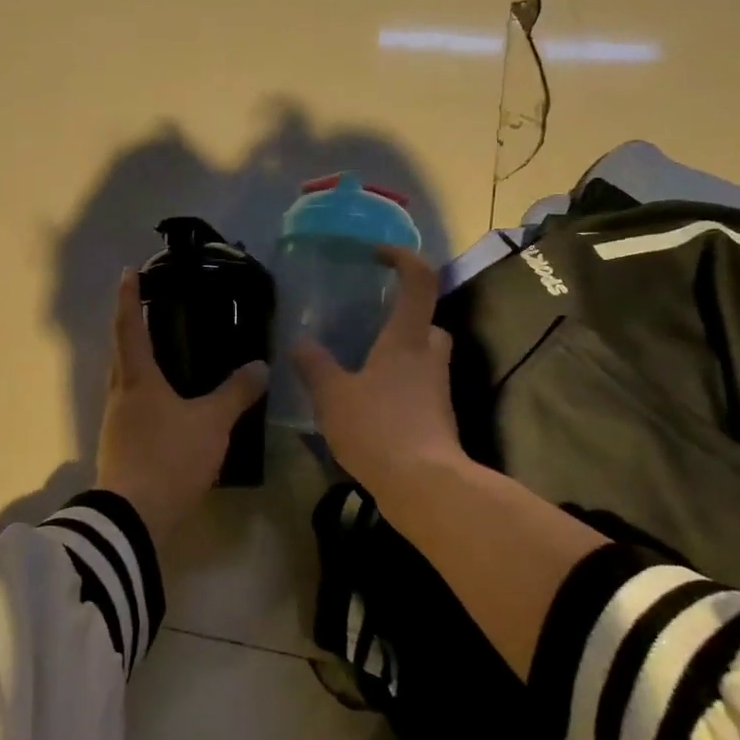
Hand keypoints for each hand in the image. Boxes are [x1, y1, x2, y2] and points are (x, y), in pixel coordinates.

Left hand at [96, 269, 268, 546]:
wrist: (134, 518)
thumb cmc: (170, 457)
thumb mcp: (211, 423)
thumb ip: (236, 393)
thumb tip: (260, 366)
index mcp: (137, 379)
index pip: (130, 327)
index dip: (130, 298)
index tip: (128, 272)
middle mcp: (120, 394)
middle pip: (122, 353)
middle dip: (132, 328)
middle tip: (151, 310)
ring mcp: (116, 423)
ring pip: (126, 382)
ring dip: (138, 363)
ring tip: (163, 356)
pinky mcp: (120, 447)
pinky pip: (133, 407)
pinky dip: (147, 395)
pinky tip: (167, 406)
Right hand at [291, 245, 468, 502]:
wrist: (424, 485)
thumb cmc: (378, 428)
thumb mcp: (332, 395)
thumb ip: (314, 365)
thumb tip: (300, 342)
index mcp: (406, 338)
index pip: (419, 280)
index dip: (402, 258)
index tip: (377, 254)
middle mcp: (429, 355)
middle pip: (426, 322)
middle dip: (402, 318)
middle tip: (368, 326)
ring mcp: (438, 388)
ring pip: (423, 356)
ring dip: (399, 355)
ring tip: (360, 368)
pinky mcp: (438, 417)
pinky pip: (418, 387)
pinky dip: (398, 387)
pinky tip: (368, 406)